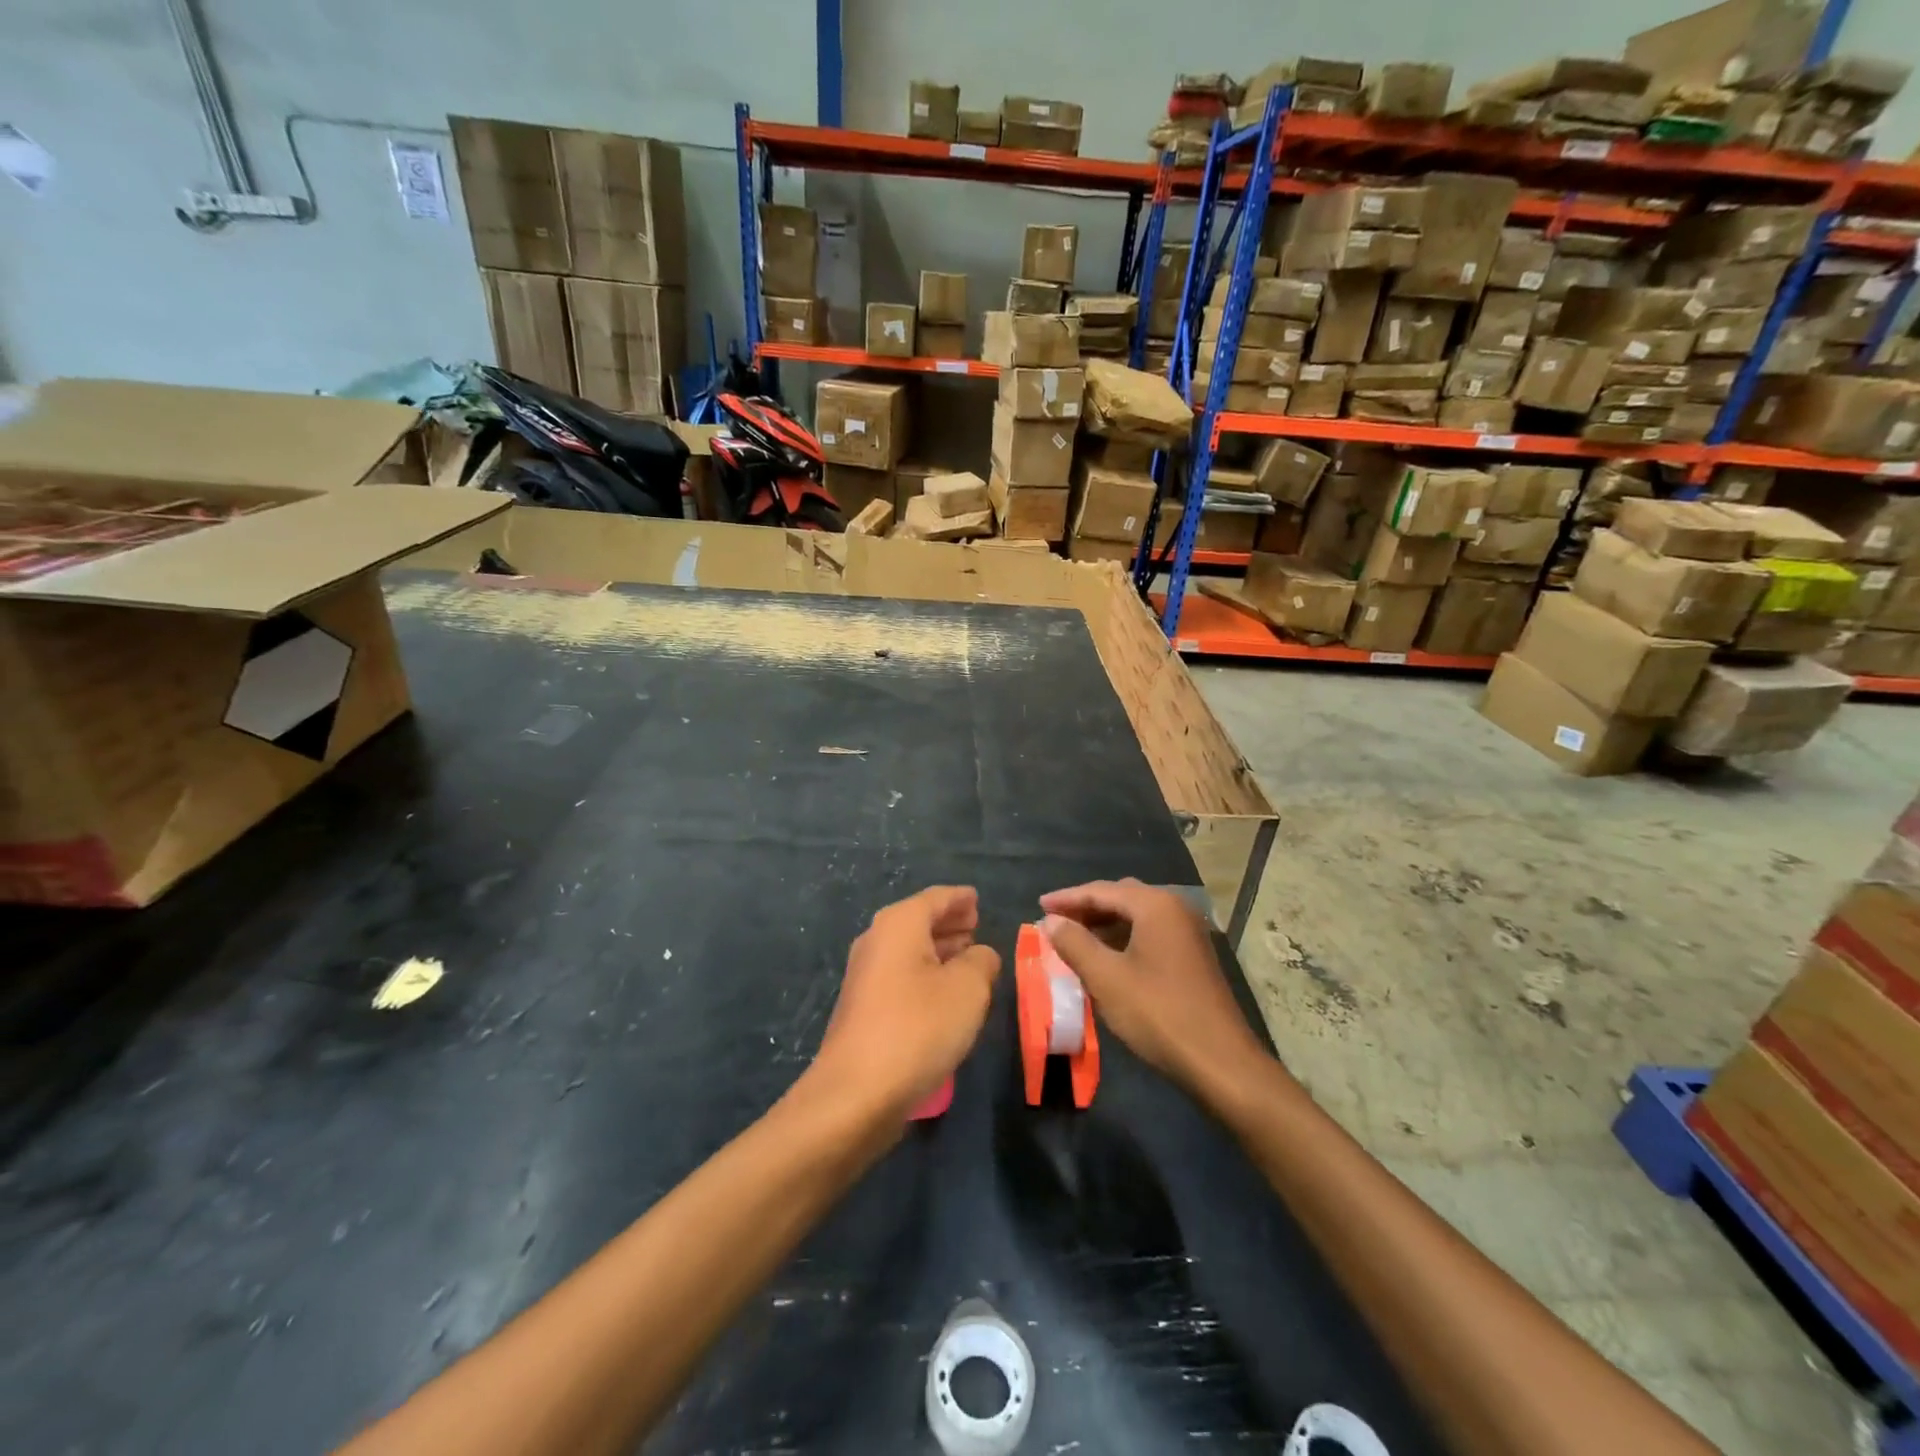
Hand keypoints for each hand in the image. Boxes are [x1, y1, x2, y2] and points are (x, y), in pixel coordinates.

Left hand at [808, 886, 1001, 1119]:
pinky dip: (926, 974)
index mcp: (899, 924)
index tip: (978, 899)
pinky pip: (902, 975)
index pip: (936, 898)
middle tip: (977, 926)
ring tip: (969, 956)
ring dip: (939, 950)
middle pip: (919, 921)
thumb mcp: (968, 989)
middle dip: (949, 923)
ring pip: (910, 950)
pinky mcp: (864, 1008)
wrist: (856, 1093)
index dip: (961, 898)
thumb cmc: (917, 1027)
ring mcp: (866, 975)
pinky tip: (946, 993)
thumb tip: (980, 954)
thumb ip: (981, 962)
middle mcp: (877, 940)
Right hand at [1039, 879, 1269, 1102]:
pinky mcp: (1193, 954)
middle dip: (1086, 907)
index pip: (1101, 891)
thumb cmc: (1158, 1014)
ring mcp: (1188, 931)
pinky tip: (1107, 957)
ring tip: (1075, 939)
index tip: (1039, 906)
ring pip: (1137, 915)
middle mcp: (1175, 908)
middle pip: (1121, 896)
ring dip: (1105, 923)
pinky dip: (1124, 937)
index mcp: (1155, 905)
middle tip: (1055, 921)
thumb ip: (1074, 943)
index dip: (1067, 898)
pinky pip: (1150, 932)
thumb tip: (1051, 921)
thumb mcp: (1106, 978)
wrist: (1220, 1061)